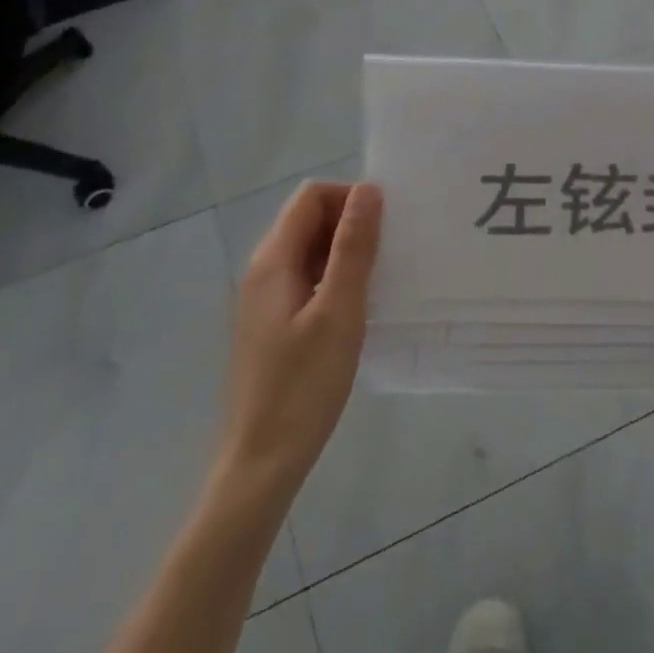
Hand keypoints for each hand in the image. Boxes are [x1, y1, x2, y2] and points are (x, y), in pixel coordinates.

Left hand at [215, 182, 382, 510]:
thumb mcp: (339, 311)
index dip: (350, 198)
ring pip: (309, 250)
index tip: (387, 225)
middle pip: (308, 219)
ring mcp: (265, 298)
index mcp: (273, 259)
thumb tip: (367, 191)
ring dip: (345, 252)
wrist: (262, 461)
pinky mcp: (273, 323)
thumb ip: (353, 247)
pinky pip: (307, 278)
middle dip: (351, 223)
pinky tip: (360, 306)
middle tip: (392, 251)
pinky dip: (334, 278)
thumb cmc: (304, 385)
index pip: (311, 196)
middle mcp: (263, 269)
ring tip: (383, 277)